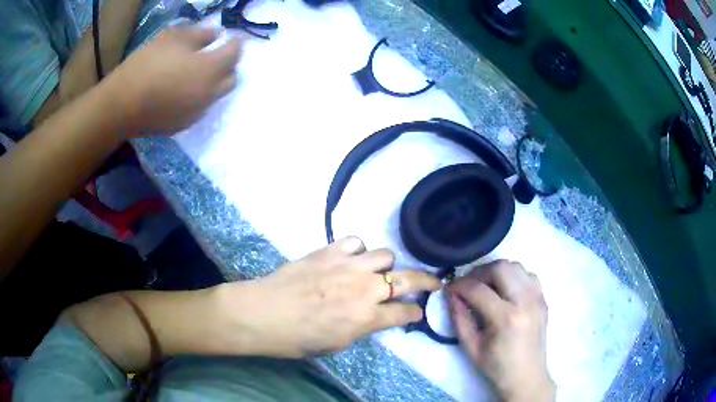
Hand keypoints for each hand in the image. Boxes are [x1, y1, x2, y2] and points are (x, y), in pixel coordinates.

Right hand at [109, 26, 241, 134]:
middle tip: (217, 57)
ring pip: (216, 96)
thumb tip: (216, 35)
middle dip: (229, 66)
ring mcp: (197, 112)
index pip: (234, 55)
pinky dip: (198, 98)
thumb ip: (201, 34)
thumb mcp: (174, 38)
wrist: (122, 105)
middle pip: (231, 79)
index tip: (233, 39)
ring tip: (198, 74)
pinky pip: (199, 109)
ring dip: (213, 83)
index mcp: (210, 69)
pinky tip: (183, 92)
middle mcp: (209, 93)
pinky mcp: (183, 126)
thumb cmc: (147, 64)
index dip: (236, 44)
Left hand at [216, 237, 440, 357]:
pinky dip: (358, 250)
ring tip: (374, 272)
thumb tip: (376, 317)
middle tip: (433, 282)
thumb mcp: (337, 344)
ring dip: (385, 266)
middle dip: (427, 281)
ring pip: (385, 254)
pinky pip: (356, 242)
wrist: (264, 313)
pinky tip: (349, 258)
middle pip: (408, 279)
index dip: (415, 313)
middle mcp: (365, 289)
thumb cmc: (298, 338)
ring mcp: (348, 266)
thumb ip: (363, 328)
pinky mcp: (330, 251)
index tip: (417, 312)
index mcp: (367, 318)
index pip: (405, 313)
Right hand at [448, 260, 554, 401]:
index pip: (478, 289)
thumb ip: (459, 318)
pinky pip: (528, 275)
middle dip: (479, 272)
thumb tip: (451, 294)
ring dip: (497, 272)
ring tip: (486, 286)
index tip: (450, 288)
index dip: (460, 285)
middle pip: (501, 267)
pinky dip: (514, 276)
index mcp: (506, 318)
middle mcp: (525, 301)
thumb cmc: (496, 367)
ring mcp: (538, 298)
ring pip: (516, 266)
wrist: (527, 377)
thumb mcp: (471, 347)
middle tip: (469, 285)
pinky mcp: (543, 299)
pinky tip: (505, 291)